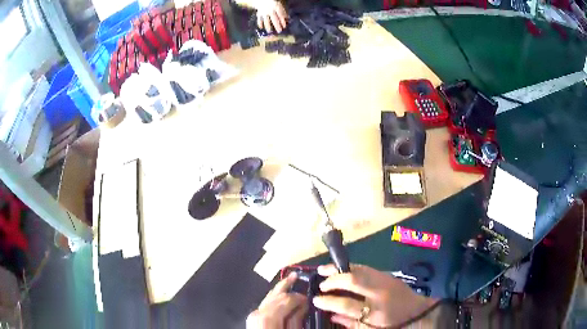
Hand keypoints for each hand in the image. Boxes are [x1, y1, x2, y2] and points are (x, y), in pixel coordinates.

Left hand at [247, 272, 307, 327]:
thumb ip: (296, 318)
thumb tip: (302, 306)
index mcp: (268, 315)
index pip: (287, 298)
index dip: (299, 296)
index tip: (307, 298)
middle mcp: (258, 311)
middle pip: (275, 294)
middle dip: (287, 285)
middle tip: (295, 275)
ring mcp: (254, 313)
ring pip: (268, 296)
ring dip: (280, 289)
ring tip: (288, 280)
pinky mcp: (253, 316)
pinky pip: (265, 303)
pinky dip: (274, 297)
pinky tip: (279, 294)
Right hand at [256, 0, 287, 32]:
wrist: (263, 0)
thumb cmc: (273, 3)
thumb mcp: (279, 6)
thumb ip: (283, 12)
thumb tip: (287, 19)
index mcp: (276, 7)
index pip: (280, 15)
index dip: (282, 21)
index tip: (284, 27)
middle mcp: (270, 10)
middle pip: (274, 19)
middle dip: (277, 25)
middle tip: (279, 31)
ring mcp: (264, 12)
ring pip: (266, 20)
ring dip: (268, 26)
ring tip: (269, 31)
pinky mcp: (259, 13)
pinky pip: (259, 19)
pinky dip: (260, 23)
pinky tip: (261, 27)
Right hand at [313, 264, 436, 327]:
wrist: (419, 312)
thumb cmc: (393, 325)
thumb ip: (350, 323)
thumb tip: (331, 315)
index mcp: (375, 313)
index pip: (346, 304)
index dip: (328, 301)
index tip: (316, 299)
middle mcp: (380, 294)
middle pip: (353, 280)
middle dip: (333, 279)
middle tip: (320, 283)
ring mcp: (385, 281)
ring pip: (359, 269)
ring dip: (339, 268)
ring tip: (324, 269)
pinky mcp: (388, 275)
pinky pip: (365, 268)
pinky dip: (351, 268)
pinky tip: (342, 269)